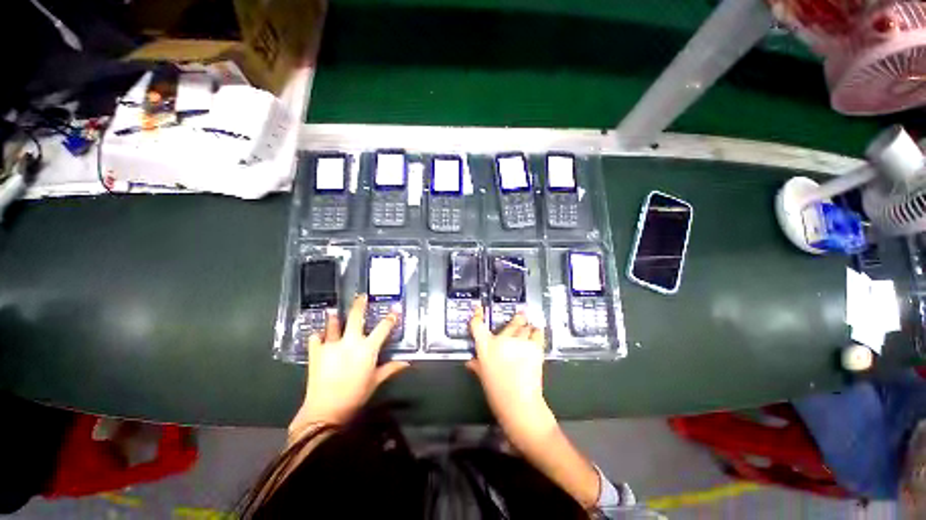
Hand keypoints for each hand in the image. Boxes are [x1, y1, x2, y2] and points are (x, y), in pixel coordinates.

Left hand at [289, 295, 408, 439]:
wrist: (325, 411)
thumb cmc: (355, 396)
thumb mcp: (375, 381)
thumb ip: (391, 369)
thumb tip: (407, 364)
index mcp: (368, 349)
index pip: (383, 328)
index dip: (391, 318)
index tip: (395, 309)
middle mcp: (350, 342)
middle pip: (356, 317)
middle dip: (360, 305)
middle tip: (361, 296)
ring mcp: (331, 346)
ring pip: (333, 325)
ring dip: (334, 317)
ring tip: (333, 310)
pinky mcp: (316, 353)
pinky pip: (315, 339)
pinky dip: (316, 336)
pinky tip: (316, 335)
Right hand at [466, 307, 552, 438]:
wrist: (520, 404)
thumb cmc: (497, 393)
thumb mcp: (484, 377)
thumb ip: (477, 366)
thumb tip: (471, 361)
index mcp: (486, 347)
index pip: (477, 324)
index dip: (477, 314)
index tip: (479, 308)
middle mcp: (501, 340)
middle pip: (508, 323)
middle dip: (515, 319)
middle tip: (519, 315)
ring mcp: (519, 341)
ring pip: (524, 326)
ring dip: (526, 327)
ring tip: (528, 327)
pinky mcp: (535, 346)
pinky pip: (537, 332)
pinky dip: (537, 331)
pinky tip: (536, 332)